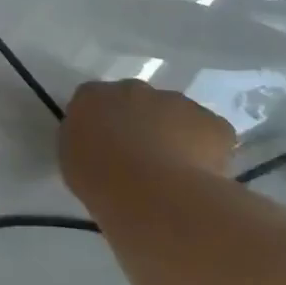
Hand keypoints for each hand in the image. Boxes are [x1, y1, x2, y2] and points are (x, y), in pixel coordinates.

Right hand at [59, 80, 236, 193]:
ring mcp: (176, 101)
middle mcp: (132, 88)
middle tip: (143, 161)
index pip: (95, 102)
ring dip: (175, 135)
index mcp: (91, 97)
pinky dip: (209, 150)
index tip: (109, 150)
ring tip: (175, 174)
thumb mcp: (74, 162)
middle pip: (138, 103)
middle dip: (142, 125)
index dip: (105, 125)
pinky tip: (202, 176)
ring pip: (176, 116)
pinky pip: (210, 133)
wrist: (154, 196)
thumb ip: (85, 143)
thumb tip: (100, 145)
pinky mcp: (211, 122)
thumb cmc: (101, 182)